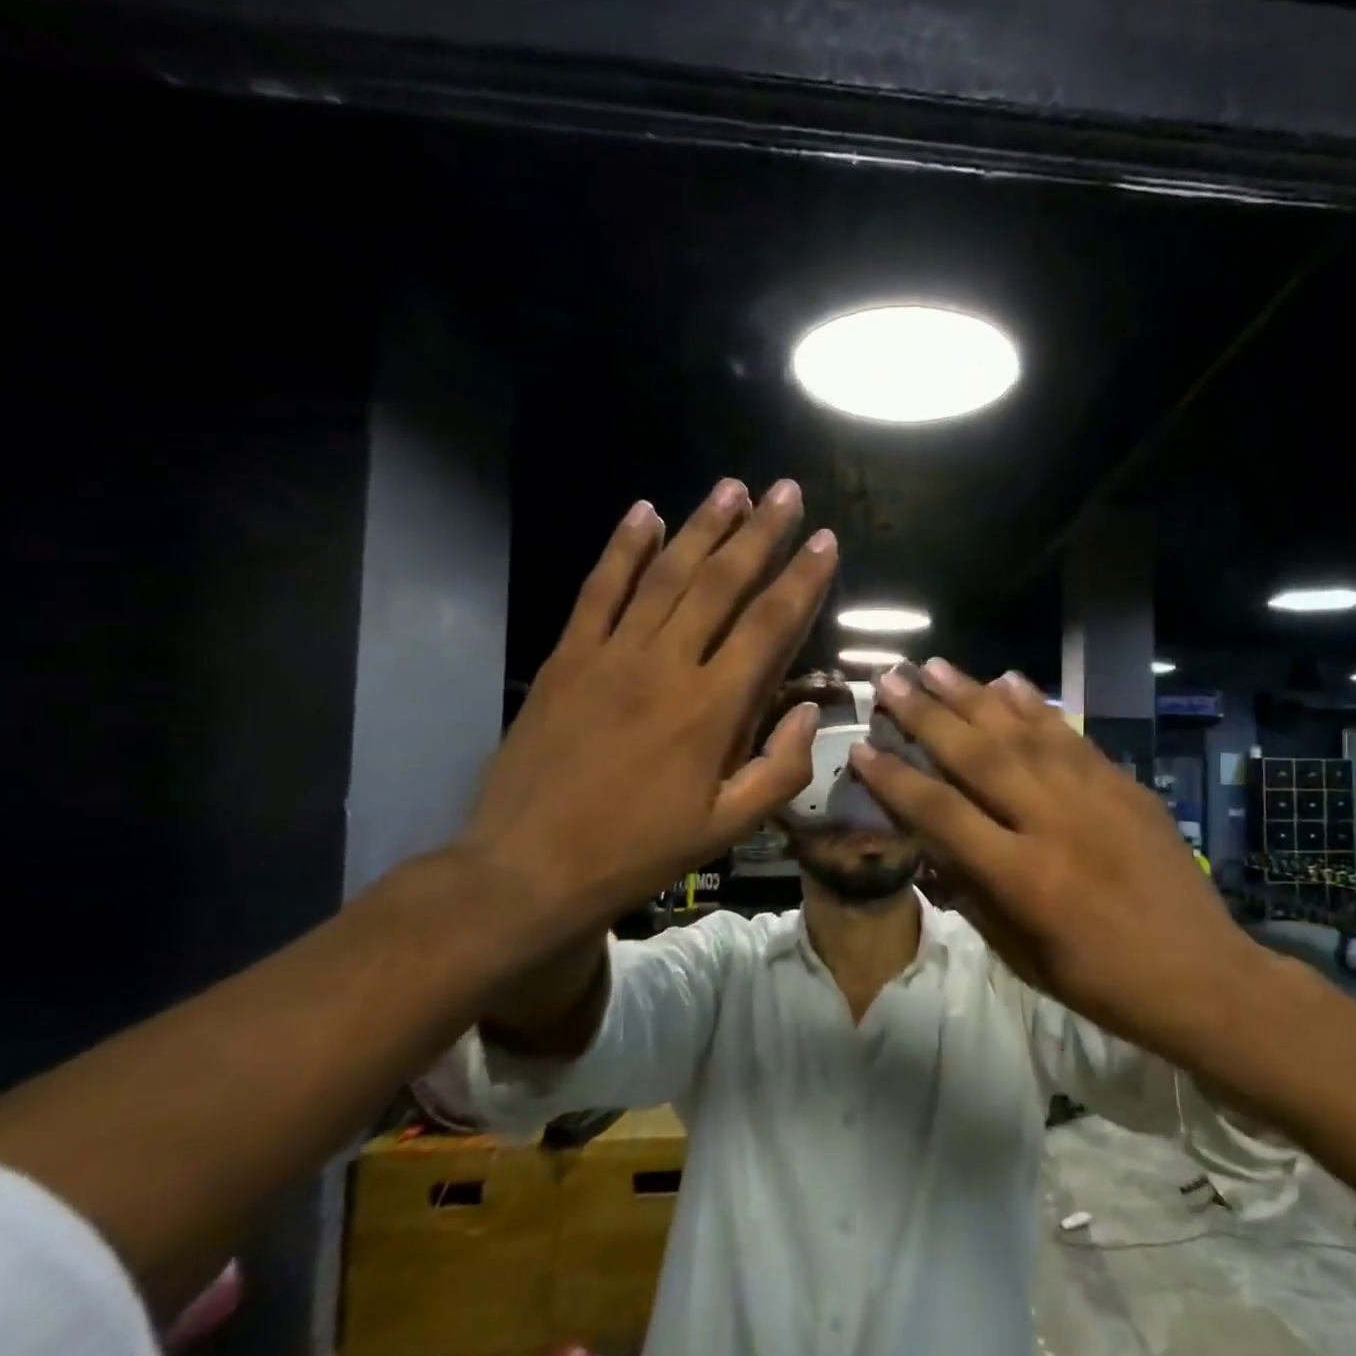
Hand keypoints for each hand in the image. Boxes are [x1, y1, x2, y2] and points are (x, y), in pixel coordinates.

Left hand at [463, 478, 834, 943]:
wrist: (529, 867)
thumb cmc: (639, 850)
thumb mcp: (727, 828)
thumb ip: (781, 769)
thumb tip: (811, 713)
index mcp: (712, 709)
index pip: (769, 626)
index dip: (802, 580)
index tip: (825, 541)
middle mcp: (666, 666)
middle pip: (722, 584)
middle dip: (760, 533)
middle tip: (785, 491)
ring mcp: (611, 655)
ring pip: (665, 575)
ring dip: (702, 528)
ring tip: (731, 488)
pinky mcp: (567, 658)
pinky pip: (598, 590)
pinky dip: (622, 550)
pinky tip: (644, 514)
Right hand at [852, 659, 1248, 1048]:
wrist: (1201, 974)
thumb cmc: (1100, 980)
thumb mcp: (1021, 954)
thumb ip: (971, 893)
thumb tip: (930, 844)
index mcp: (1023, 878)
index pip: (942, 814)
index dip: (895, 780)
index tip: (860, 748)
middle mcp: (1054, 823)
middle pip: (978, 756)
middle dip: (926, 715)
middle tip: (890, 678)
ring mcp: (1095, 796)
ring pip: (1023, 733)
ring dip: (975, 695)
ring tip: (936, 665)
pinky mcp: (1124, 784)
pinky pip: (1071, 736)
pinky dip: (1037, 706)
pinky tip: (1010, 680)